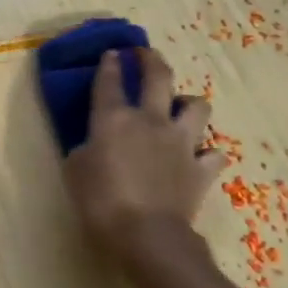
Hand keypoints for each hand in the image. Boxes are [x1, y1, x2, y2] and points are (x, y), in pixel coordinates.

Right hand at [63, 48, 225, 266]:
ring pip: (197, 107)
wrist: (146, 234)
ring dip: (188, 104)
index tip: (112, 53)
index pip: (110, 81)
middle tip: (145, 54)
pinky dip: (207, 154)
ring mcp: (181, 143)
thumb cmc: (100, 201)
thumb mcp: (75, 171)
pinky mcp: (201, 168)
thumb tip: (94, 145)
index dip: (110, 64)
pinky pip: (213, 154)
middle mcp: (151, 121)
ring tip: (180, 109)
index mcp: (114, 119)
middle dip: (151, 59)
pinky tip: (198, 158)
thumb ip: (85, 150)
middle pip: (158, 77)